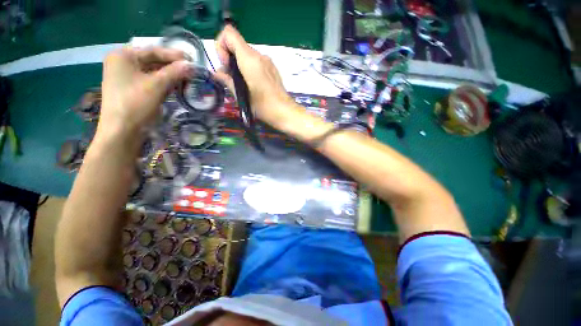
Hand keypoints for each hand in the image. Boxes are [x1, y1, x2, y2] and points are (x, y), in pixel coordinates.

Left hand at [99, 47, 192, 138]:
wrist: (122, 131)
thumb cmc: (135, 104)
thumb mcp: (156, 85)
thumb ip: (174, 72)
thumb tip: (192, 66)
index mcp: (123, 56)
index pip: (153, 51)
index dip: (174, 56)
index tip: (192, 61)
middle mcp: (124, 63)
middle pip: (154, 61)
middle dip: (173, 67)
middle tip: (192, 72)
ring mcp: (127, 77)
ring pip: (154, 72)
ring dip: (171, 76)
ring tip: (188, 80)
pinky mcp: (133, 89)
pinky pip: (152, 82)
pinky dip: (165, 84)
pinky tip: (177, 87)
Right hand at [214, 25, 296, 127]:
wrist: (285, 112)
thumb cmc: (263, 106)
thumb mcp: (241, 96)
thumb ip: (227, 81)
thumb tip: (217, 74)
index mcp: (250, 59)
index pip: (229, 33)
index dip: (221, 46)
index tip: (225, 66)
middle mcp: (259, 56)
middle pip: (237, 46)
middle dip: (229, 59)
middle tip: (231, 80)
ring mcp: (267, 62)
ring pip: (246, 55)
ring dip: (239, 66)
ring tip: (241, 85)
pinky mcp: (272, 69)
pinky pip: (256, 62)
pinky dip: (248, 69)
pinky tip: (251, 85)